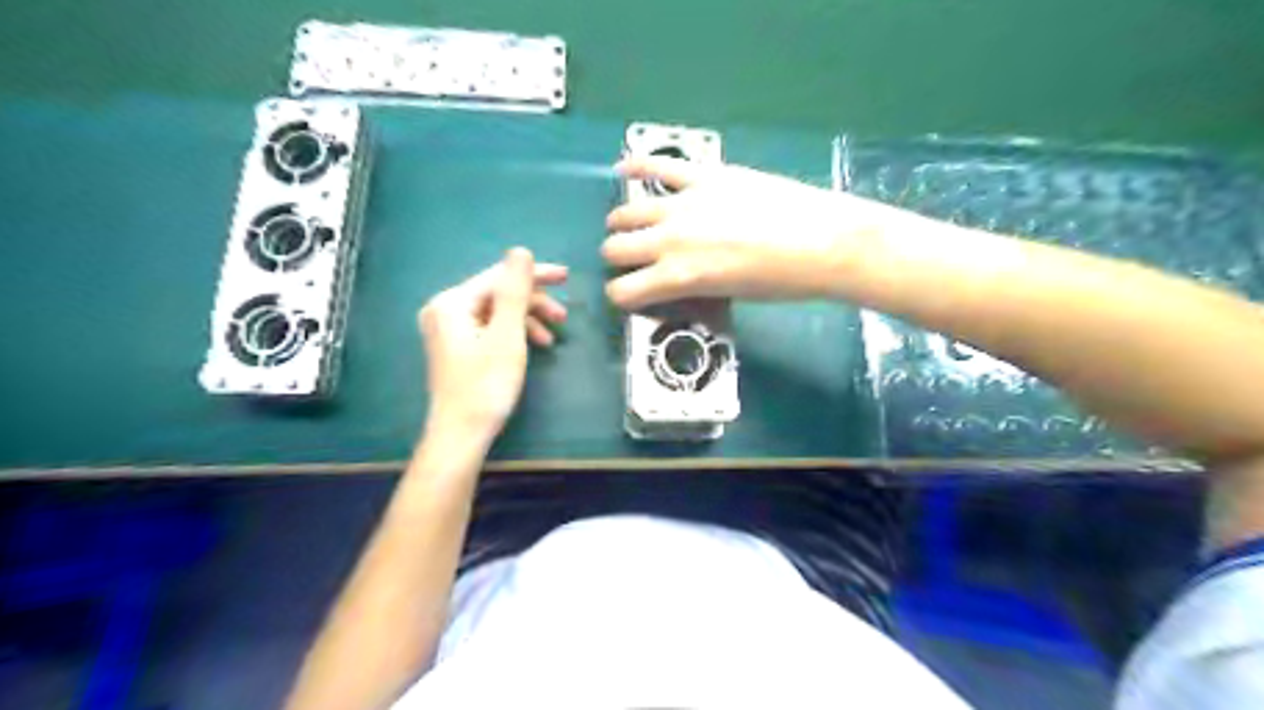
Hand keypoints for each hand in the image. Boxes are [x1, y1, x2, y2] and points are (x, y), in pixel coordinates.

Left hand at [419, 251, 567, 443]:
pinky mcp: (456, 347)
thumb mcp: (507, 336)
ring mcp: (448, 330)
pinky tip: (534, 346)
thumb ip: (514, 292)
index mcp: (452, 303)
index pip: (499, 276)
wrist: (461, 435)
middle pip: (498, 294)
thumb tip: (520, 250)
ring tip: (553, 337)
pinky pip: (490, 328)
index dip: (535, 275)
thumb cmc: (486, 386)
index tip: (567, 276)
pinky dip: (514, 334)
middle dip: (533, 303)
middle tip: (563, 316)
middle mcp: (445, 310)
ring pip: (496, 312)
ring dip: (527, 320)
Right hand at [607, 159, 891, 308]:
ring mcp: (682, 203)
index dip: (622, 296)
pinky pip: (658, 165)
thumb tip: (677, 281)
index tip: (632, 295)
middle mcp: (668, 241)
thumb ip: (692, 287)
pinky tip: (624, 167)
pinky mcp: (703, 174)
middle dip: (619, 259)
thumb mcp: (729, 296)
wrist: (821, 241)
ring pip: (627, 212)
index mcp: (678, 278)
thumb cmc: (781, 281)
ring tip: (628, 225)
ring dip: (622, 223)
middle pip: (615, 249)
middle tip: (633, 260)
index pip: (622, 292)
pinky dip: (636, 166)